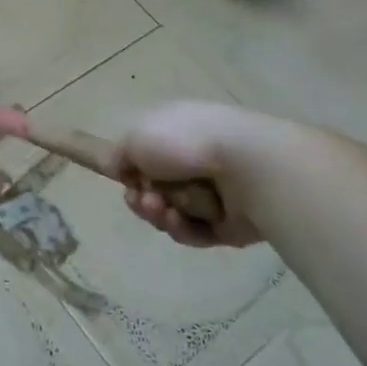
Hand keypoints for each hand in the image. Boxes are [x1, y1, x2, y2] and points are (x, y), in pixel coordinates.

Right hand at [116, 101, 284, 249]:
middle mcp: (195, 160)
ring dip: (159, 214)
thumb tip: (122, 170)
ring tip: (163, 209)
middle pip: (155, 190)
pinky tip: (180, 220)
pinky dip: (182, 228)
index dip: (131, 172)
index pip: (146, 156)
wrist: (246, 166)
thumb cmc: (185, 142)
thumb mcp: (134, 137)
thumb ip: (119, 154)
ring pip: (172, 213)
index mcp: (176, 133)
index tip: (125, 179)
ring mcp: (214, 192)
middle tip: (144, 199)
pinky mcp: (229, 224)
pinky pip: (194, 232)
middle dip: (143, 198)